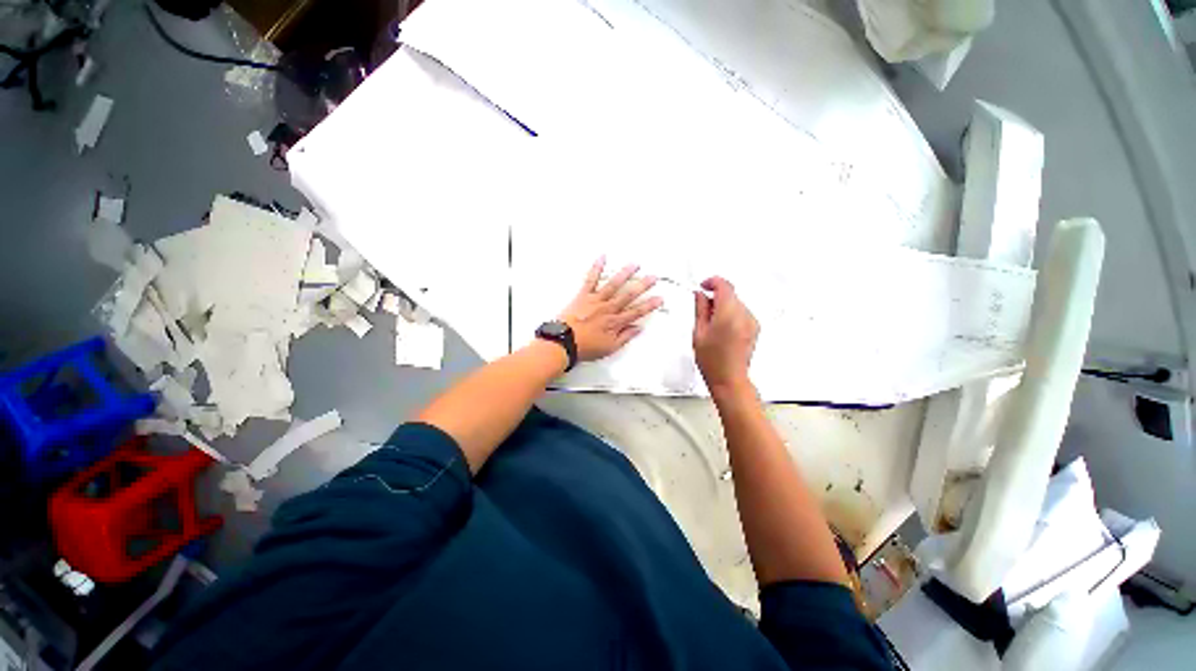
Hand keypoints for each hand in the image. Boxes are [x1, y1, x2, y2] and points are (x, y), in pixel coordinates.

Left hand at [558, 258, 662, 361]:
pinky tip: (602, 257)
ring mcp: (596, 300)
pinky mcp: (583, 295)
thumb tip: (638, 328)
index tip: (659, 298)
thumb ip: (625, 337)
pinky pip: (591, 279)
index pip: (636, 312)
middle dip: (642, 286)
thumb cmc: (585, 347)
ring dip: (625, 274)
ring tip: (635, 265)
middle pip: (628, 295)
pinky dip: (596, 268)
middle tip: (653, 277)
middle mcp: (608, 309)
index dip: (649, 305)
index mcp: (615, 322)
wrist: (563, 342)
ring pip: (613, 285)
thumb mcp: (609, 348)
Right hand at [693, 277, 758, 395]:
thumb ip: (700, 309)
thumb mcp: (699, 332)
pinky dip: (731, 313)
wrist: (729, 378)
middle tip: (702, 306)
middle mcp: (744, 315)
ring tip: (710, 322)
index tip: (703, 285)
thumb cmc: (713, 361)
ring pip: (736, 303)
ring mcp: (751, 322)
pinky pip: (742, 312)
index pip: (724, 286)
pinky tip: (721, 328)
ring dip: (723, 305)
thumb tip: (699, 295)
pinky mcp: (754, 328)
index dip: (712, 282)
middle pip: (731, 294)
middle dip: (716, 296)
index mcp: (728, 314)